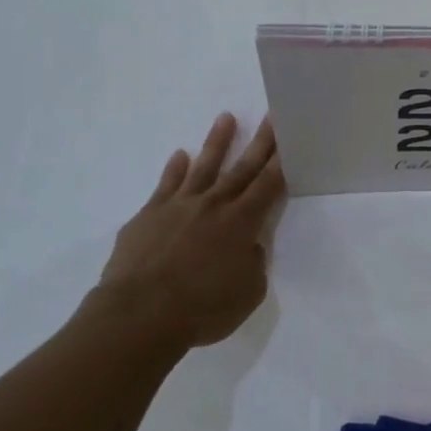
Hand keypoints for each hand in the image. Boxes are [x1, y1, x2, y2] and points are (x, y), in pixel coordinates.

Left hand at [92, 114, 283, 350]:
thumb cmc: (202, 309)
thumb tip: (247, 247)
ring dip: (216, 142)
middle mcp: (213, 205)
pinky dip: (174, 169)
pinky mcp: (148, 215)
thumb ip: (253, 264)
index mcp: (242, 223)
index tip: (290, 137)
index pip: (268, 184)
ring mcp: (178, 206)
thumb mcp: (248, 293)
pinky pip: (165, 185)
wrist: (139, 314)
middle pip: (241, 167)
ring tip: (225, 117)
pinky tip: (179, 156)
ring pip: (203, 167)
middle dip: (260, 142)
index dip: (282, 161)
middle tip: (270, 116)